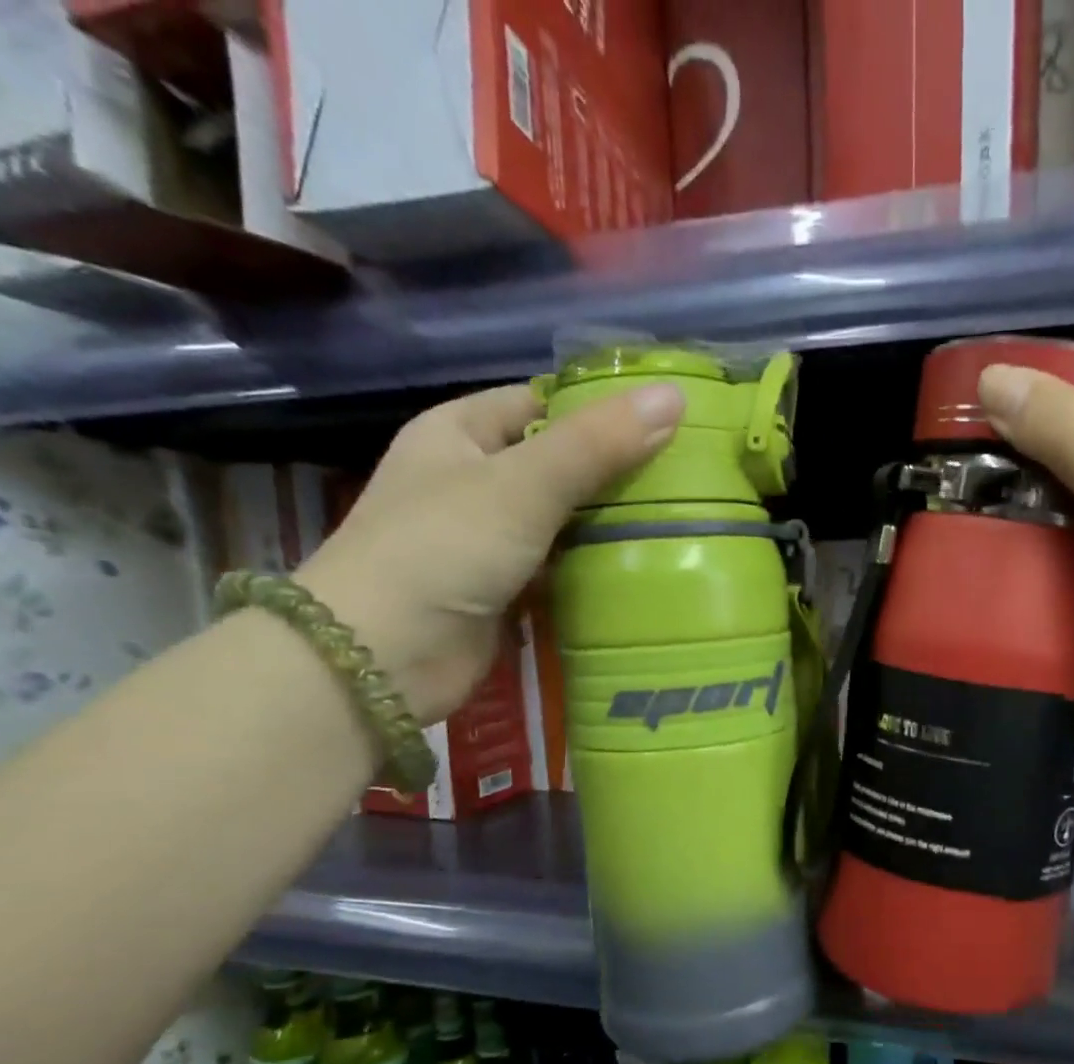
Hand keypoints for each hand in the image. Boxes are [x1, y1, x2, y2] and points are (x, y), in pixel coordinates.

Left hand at [293, 380, 683, 722]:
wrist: (384, 656)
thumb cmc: (443, 549)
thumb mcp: (524, 484)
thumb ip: (597, 444)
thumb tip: (675, 396)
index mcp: (461, 433)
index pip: (542, 403)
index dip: (600, 408)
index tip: (668, 421)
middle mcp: (473, 481)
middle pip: (560, 465)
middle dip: (617, 472)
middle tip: (689, 478)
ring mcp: (489, 541)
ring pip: (565, 521)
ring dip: (612, 526)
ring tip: (684, 521)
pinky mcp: (506, 592)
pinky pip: (562, 570)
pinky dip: (597, 570)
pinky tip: (648, 570)